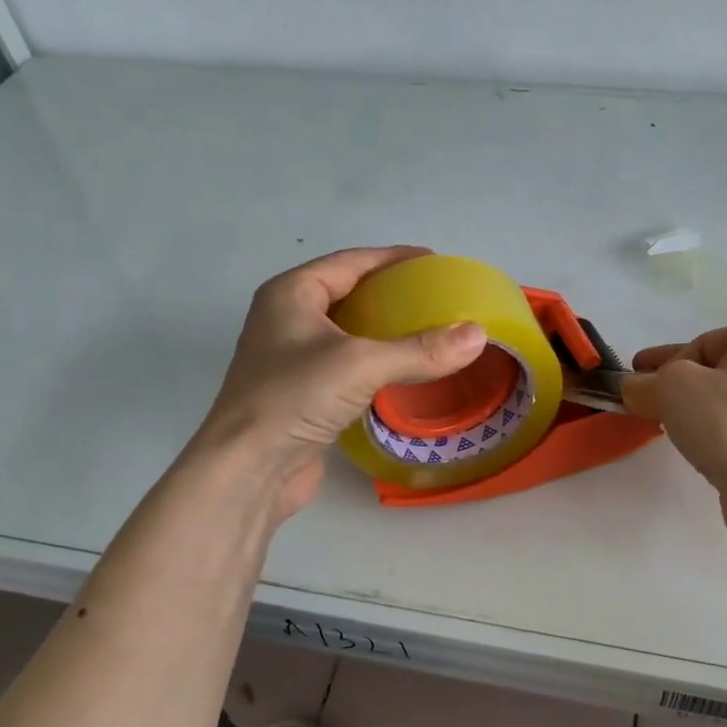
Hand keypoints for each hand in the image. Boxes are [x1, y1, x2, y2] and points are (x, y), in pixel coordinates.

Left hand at [193, 247, 487, 520]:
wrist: (248, 469)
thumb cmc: (294, 398)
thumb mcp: (361, 364)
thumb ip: (421, 349)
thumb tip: (478, 334)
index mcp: (291, 293)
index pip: (351, 262)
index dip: (393, 258)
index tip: (434, 262)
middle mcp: (287, 319)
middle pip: (348, 293)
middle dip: (391, 293)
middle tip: (436, 297)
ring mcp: (291, 358)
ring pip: (348, 332)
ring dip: (384, 330)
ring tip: (429, 331)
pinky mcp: (302, 393)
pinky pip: (346, 365)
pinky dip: (375, 362)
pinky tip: (404, 370)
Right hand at [620, 320, 726, 536]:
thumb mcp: (671, 389)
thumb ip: (644, 382)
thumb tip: (634, 388)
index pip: (702, 344)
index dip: (665, 364)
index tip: (638, 384)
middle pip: (719, 370)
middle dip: (680, 385)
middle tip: (647, 401)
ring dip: (699, 410)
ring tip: (670, 427)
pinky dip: (720, 433)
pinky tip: (702, 449)